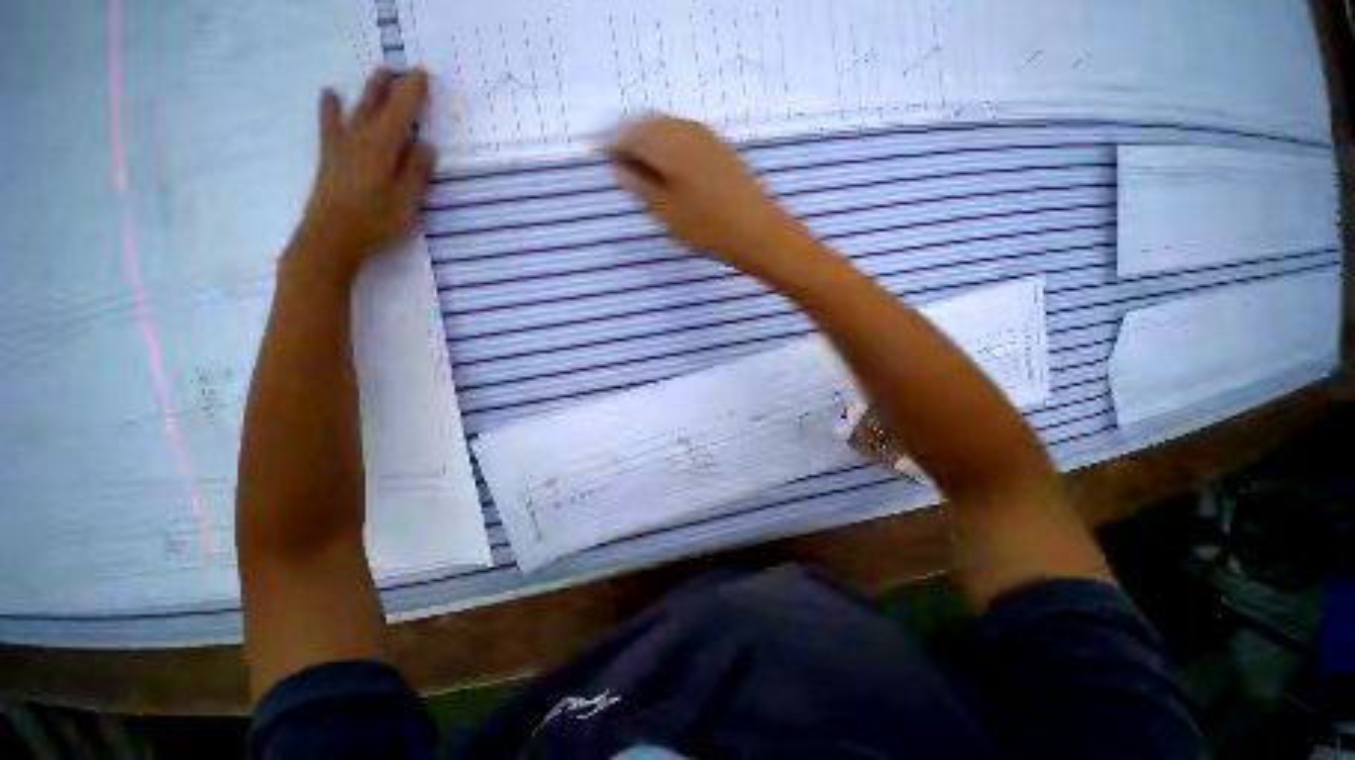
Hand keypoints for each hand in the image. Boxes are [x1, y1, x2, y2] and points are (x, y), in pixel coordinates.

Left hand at [290, 68, 435, 281]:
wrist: (330, 237)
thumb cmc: (375, 221)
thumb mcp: (407, 200)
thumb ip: (418, 171)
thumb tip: (425, 145)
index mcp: (383, 146)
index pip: (401, 110)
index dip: (413, 91)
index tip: (424, 75)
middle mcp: (360, 136)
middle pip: (377, 102)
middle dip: (392, 83)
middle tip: (405, 70)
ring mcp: (341, 144)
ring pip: (356, 107)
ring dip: (369, 89)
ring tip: (379, 74)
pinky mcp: (330, 155)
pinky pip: (330, 121)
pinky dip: (331, 106)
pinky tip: (331, 94)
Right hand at [608, 117, 819, 284]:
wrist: (759, 233)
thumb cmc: (707, 228)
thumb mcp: (665, 212)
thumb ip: (639, 185)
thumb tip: (619, 167)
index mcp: (668, 142)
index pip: (629, 133)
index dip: (614, 147)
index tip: (605, 162)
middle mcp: (687, 129)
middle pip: (649, 125)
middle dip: (632, 142)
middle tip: (624, 168)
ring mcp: (708, 137)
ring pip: (669, 130)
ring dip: (652, 145)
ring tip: (645, 173)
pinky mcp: (722, 149)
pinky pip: (687, 138)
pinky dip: (672, 149)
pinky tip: (672, 172)